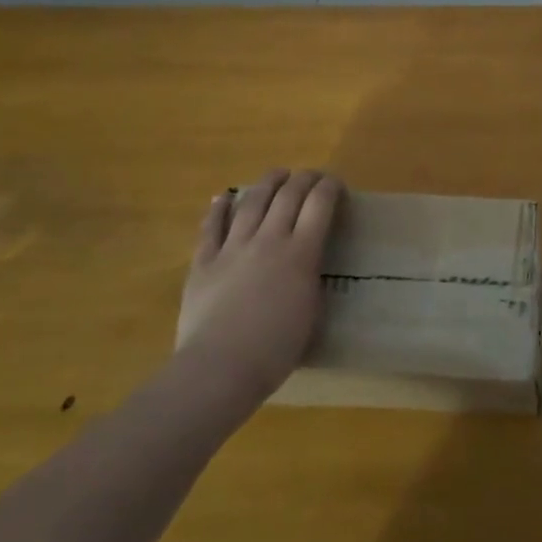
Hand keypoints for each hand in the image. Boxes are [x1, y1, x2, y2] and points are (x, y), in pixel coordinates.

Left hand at [177, 169, 341, 411]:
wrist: (220, 367)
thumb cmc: (276, 349)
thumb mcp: (311, 310)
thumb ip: (310, 276)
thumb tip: (306, 262)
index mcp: (300, 253)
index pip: (320, 205)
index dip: (330, 188)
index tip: (337, 184)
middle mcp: (268, 240)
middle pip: (288, 195)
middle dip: (304, 179)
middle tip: (312, 176)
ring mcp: (232, 248)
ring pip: (251, 202)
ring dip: (267, 183)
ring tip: (277, 174)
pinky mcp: (203, 262)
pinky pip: (211, 226)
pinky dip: (219, 208)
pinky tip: (224, 196)